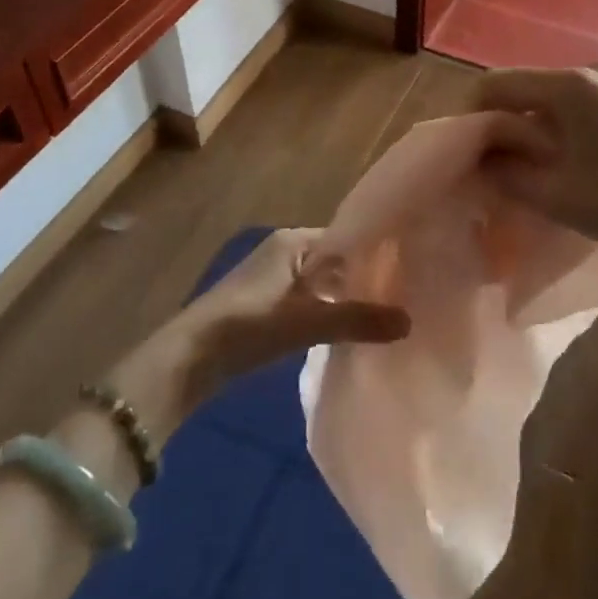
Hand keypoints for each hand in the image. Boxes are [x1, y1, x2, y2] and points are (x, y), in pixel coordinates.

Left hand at [176, 228, 411, 390]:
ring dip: (345, 298)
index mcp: (294, 240)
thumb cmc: (249, 325)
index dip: (375, 254)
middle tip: (404, 296)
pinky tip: (348, 331)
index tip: (407, 271)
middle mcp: (284, 250)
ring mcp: (273, 278)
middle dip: (364, 278)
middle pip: (336, 261)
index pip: (348, 238)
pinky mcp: (264, 305)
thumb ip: (358, 320)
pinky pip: (308, 301)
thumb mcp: (307, 321)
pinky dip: (327, 312)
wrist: (187, 360)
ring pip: (322, 283)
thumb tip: (409, 321)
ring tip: (384, 314)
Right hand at [472, 63, 597, 262]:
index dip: (472, 114)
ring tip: (537, 168)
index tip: (468, 152)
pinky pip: (583, 103)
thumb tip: (482, 159)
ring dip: (536, 126)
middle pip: (527, 87)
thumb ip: (508, 174)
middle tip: (500, 166)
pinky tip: (576, 161)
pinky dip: (564, 125)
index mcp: (568, 86)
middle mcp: (591, 70)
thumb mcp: (557, 196)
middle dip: (505, 123)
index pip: (497, 83)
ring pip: (555, 96)